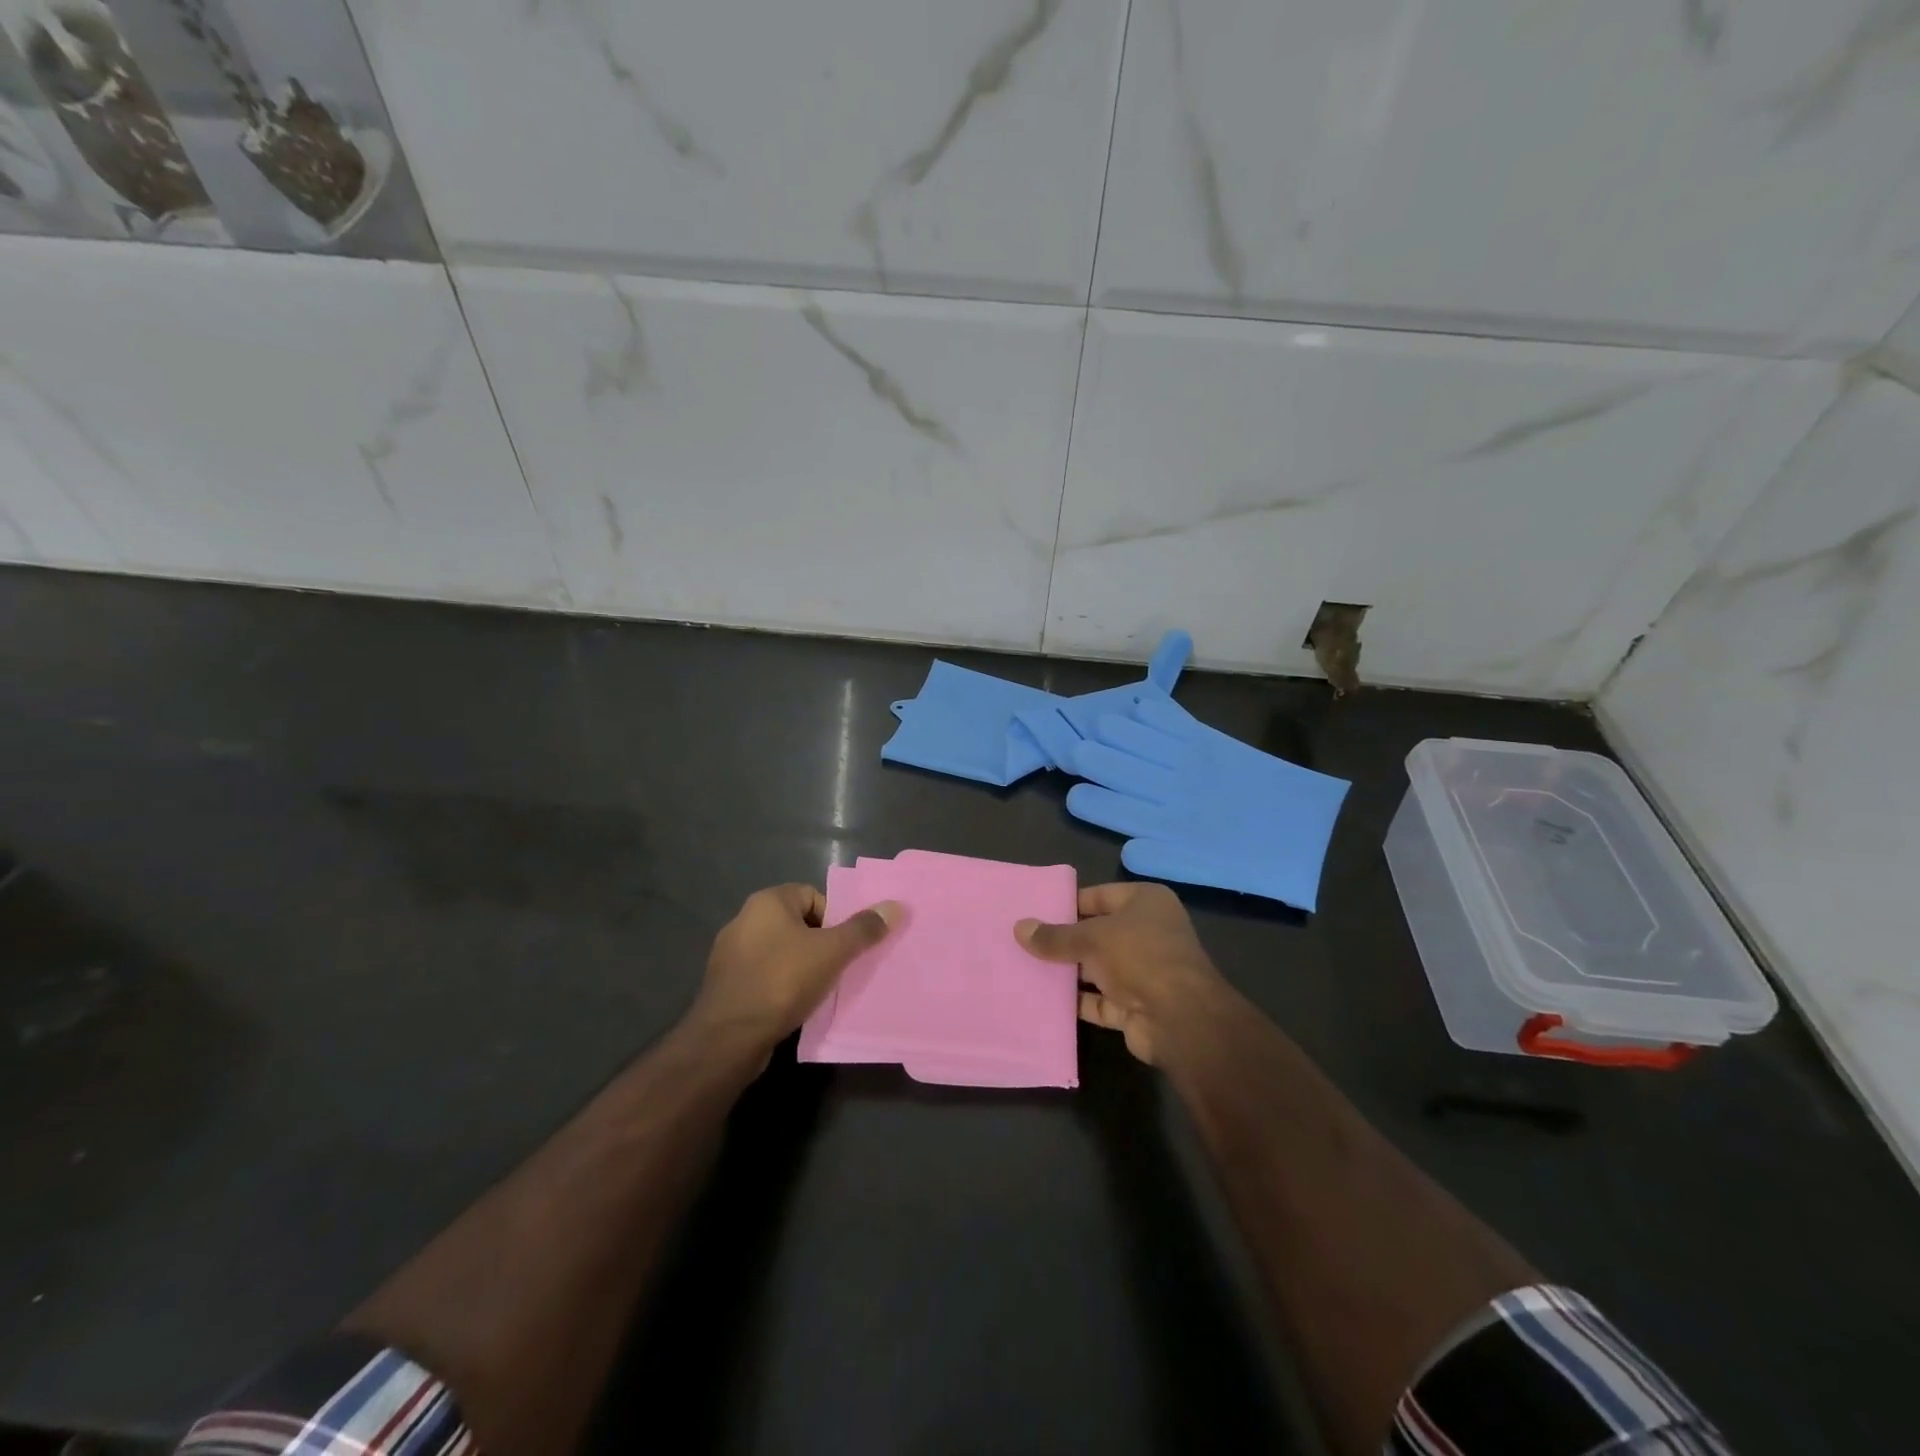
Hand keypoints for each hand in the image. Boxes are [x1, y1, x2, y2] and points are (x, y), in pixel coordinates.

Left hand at [690, 883, 899, 1052]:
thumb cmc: (783, 981)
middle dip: (819, 944)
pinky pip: (763, 975)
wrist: (729, 1037)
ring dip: (800, 966)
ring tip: (818, 989)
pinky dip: (780, 985)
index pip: (812, 896)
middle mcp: (744, 919)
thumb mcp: (832, 952)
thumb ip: (863, 929)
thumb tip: (895, 906)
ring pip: (780, 951)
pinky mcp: (725, 983)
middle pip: (797, 923)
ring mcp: (730, 953)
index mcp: (767, 901)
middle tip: (837, 967)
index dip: (834, 919)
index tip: (844, 947)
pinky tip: (792, 1005)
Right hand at [1015, 882, 1234, 1065]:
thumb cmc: (1139, 957)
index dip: (1068, 903)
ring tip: (1024, 968)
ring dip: (1067, 972)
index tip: (1034, 911)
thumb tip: (1019, 927)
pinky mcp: (1135, 1006)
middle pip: (1097, 933)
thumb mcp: (1092, 939)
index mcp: (1146, 903)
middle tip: (1022, 940)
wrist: (1181, 1020)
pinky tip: (1042, 1000)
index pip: (1099, 896)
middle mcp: (1147, 933)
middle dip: (1063, 939)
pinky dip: (1075, 1002)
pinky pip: (1098, 1000)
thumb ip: (1055, 936)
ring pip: (1096, 968)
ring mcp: (1143, 972)